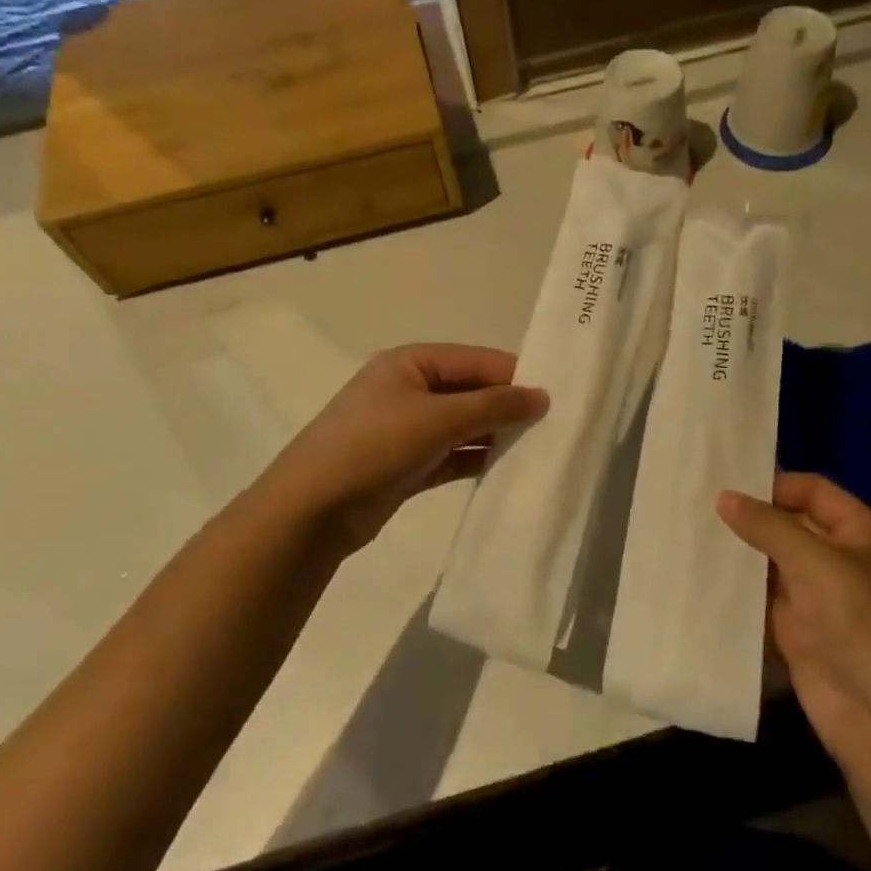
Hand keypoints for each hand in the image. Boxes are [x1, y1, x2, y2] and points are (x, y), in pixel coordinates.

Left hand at [256, 343, 546, 554]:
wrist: (313, 509)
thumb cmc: (375, 445)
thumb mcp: (438, 418)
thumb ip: (493, 405)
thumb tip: (541, 396)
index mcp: (411, 362)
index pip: (476, 360)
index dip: (515, 376)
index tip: (557, 396)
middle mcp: (409, 389)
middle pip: (471, 391)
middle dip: (508, 407)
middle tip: (554, 425)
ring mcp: (407, 428)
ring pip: (464, 425)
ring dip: (496, 436)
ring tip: (540, 448)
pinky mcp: (408, 464)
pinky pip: (453, 455)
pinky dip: (478, 460)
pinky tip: (510, 470)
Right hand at [718, 474, 870, 777]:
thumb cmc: (859, 623)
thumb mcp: (815, 563)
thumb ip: (768, 526)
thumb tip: (723, 496)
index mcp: (860, 533)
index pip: (813, 491)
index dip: (775, 484)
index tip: (727, 482)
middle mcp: (838, 558)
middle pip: (790, 523)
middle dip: (751, 515)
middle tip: (697, 502)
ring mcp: (816, 595)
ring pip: (772, 560)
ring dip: (740, 549)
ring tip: (690, 531)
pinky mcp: (795, 628)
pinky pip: (762, 595)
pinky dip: (737, 585)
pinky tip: (701, 572)